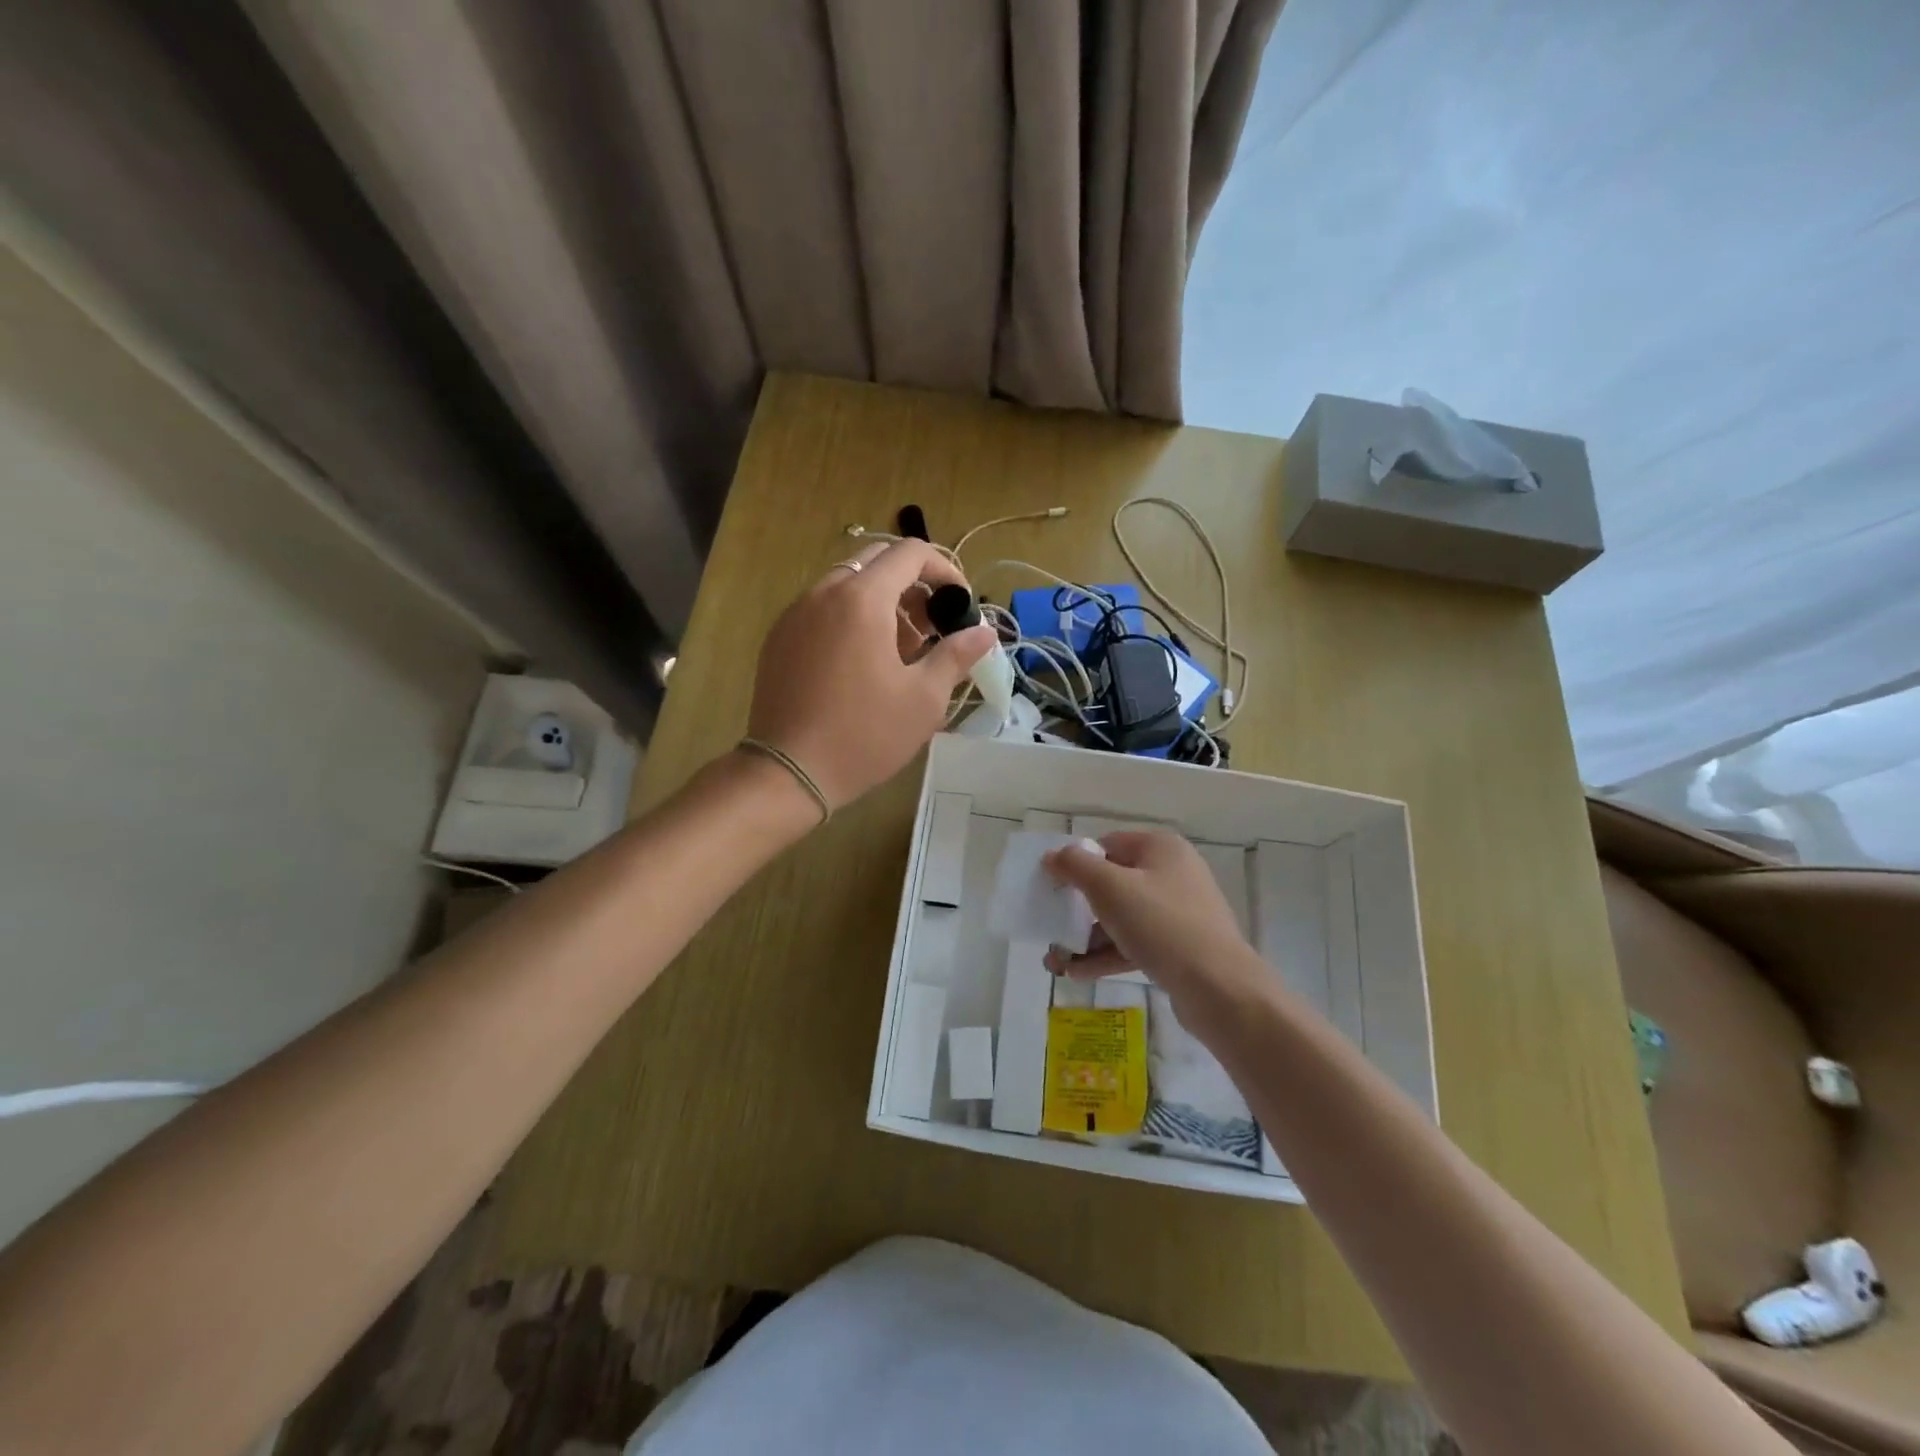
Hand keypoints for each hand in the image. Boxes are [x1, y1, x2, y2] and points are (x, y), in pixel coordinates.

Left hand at [745, 539, 996, 810]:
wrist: (789, 772)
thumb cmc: (865, 734)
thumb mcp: (924, 698)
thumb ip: (956, 654)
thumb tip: (985, 631)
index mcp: (862, 599)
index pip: (910, 552)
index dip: (944, 569)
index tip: (960, 604)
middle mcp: (823, 592)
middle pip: (877, 561)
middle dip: (913, 584)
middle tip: (932, 626)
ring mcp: (795, 614)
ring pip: (847, 584)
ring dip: (882, 602)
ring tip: (901, 650)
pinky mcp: (779, 638)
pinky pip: (822, 608)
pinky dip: (851, 617)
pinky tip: (863, 663)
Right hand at [1042, 830, 1261, 1002]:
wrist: (1219, 988)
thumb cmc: (1161, 925)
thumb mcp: (1109, 888)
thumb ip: (1075, 866)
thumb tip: (1053, 856)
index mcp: (1160, 848)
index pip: (1108, 844)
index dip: (1076, 863)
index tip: (1052, 887)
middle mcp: (1172, 874)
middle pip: (1112, 883)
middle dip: (1077, 909)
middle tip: (1050, 926)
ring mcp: (1178, 913)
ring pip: (1121, 918)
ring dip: (1086, 937)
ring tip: (1055, 962)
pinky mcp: (1179, 948)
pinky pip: (1134, 944)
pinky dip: (1106, 955)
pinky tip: (1077, 974)